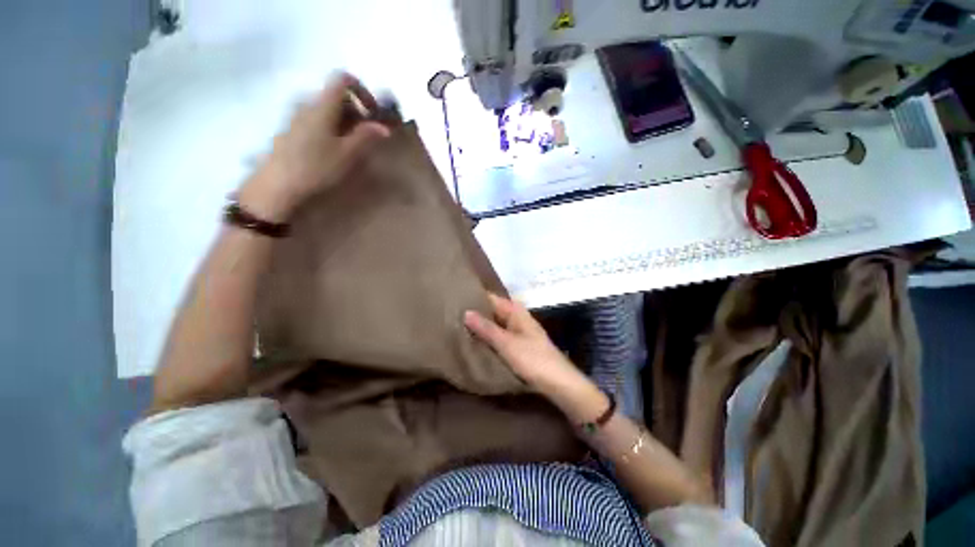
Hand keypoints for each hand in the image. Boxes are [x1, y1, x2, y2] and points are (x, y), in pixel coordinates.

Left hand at [238, 73, 390, 221]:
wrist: (278, 185)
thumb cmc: (316, 167)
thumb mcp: (347, 154)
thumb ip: (366, 136)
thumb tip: (383, 127)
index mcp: (322, 105)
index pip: (342, 80)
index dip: (361, 90)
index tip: (372, 111)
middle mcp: (307, 104)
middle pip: (335, 95)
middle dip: (356, 110)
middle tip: (366, 133)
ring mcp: (296, 116)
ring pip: (325, 108)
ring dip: (343, 120)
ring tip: (351, 144)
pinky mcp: (291, 129)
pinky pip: (315, 118)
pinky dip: (330, 127)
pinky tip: (332, 149)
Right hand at [464, 295, 603, 416]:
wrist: (558, 383)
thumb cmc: (533, 359)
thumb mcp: (507, 343)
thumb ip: (486, 328)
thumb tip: (465, 312)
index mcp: (515, 311)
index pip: (491, 298)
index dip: (474, 298)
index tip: (454, 299)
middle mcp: (516, 317)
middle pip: (492, 311)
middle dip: (475, 313)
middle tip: (450, 314)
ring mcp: (517, 331)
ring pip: (494, 324)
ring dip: (480, 326)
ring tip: (456, 326)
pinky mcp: (517, 344)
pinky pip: (498, 336)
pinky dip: (487, 337)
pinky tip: (474, 340)